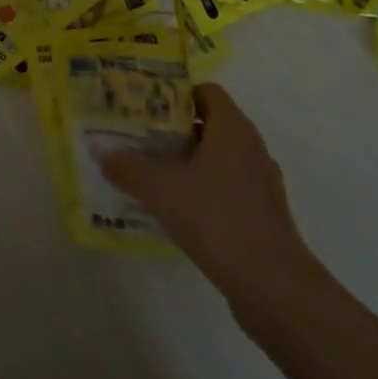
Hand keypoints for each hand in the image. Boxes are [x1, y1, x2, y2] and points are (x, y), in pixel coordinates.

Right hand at [100, 84, 314, 304]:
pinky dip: (205, 189)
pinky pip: (229, 187)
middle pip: (210, 123)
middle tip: (141, 137)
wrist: (274, 287)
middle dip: (175, 128)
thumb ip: (129, 168)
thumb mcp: (160, 189)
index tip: (145, 106)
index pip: (205, 91)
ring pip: (220, 157)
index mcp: (232, 128)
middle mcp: (251, 147)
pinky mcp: (264, 214)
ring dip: (190, 160)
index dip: (175, 94)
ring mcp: (262, 182)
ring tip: (155, 172)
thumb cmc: (216, 219)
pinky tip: (180, 208)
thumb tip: (104, 155)